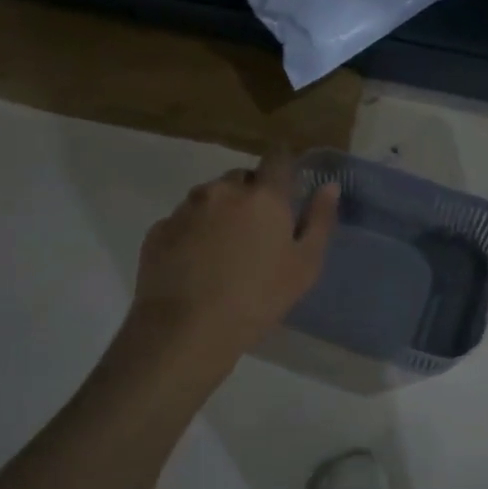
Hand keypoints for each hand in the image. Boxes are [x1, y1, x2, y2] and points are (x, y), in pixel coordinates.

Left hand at [128, 150, 339, 360]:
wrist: (187, 330)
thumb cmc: (258, 298)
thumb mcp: (304, 265)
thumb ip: (319, 220)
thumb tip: (329, 186)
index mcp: (263, 196)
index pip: (277, 158)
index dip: (283, 166)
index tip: (286, 184)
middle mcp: (222, 190)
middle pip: (241, 178)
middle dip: (251, 194)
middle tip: (257, 232)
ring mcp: (186, 208)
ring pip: (209, 197)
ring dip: (219, 212)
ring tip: (223, 251)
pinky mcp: (158, 230)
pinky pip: (182, 220)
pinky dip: (192, 232)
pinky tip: (196, 264)